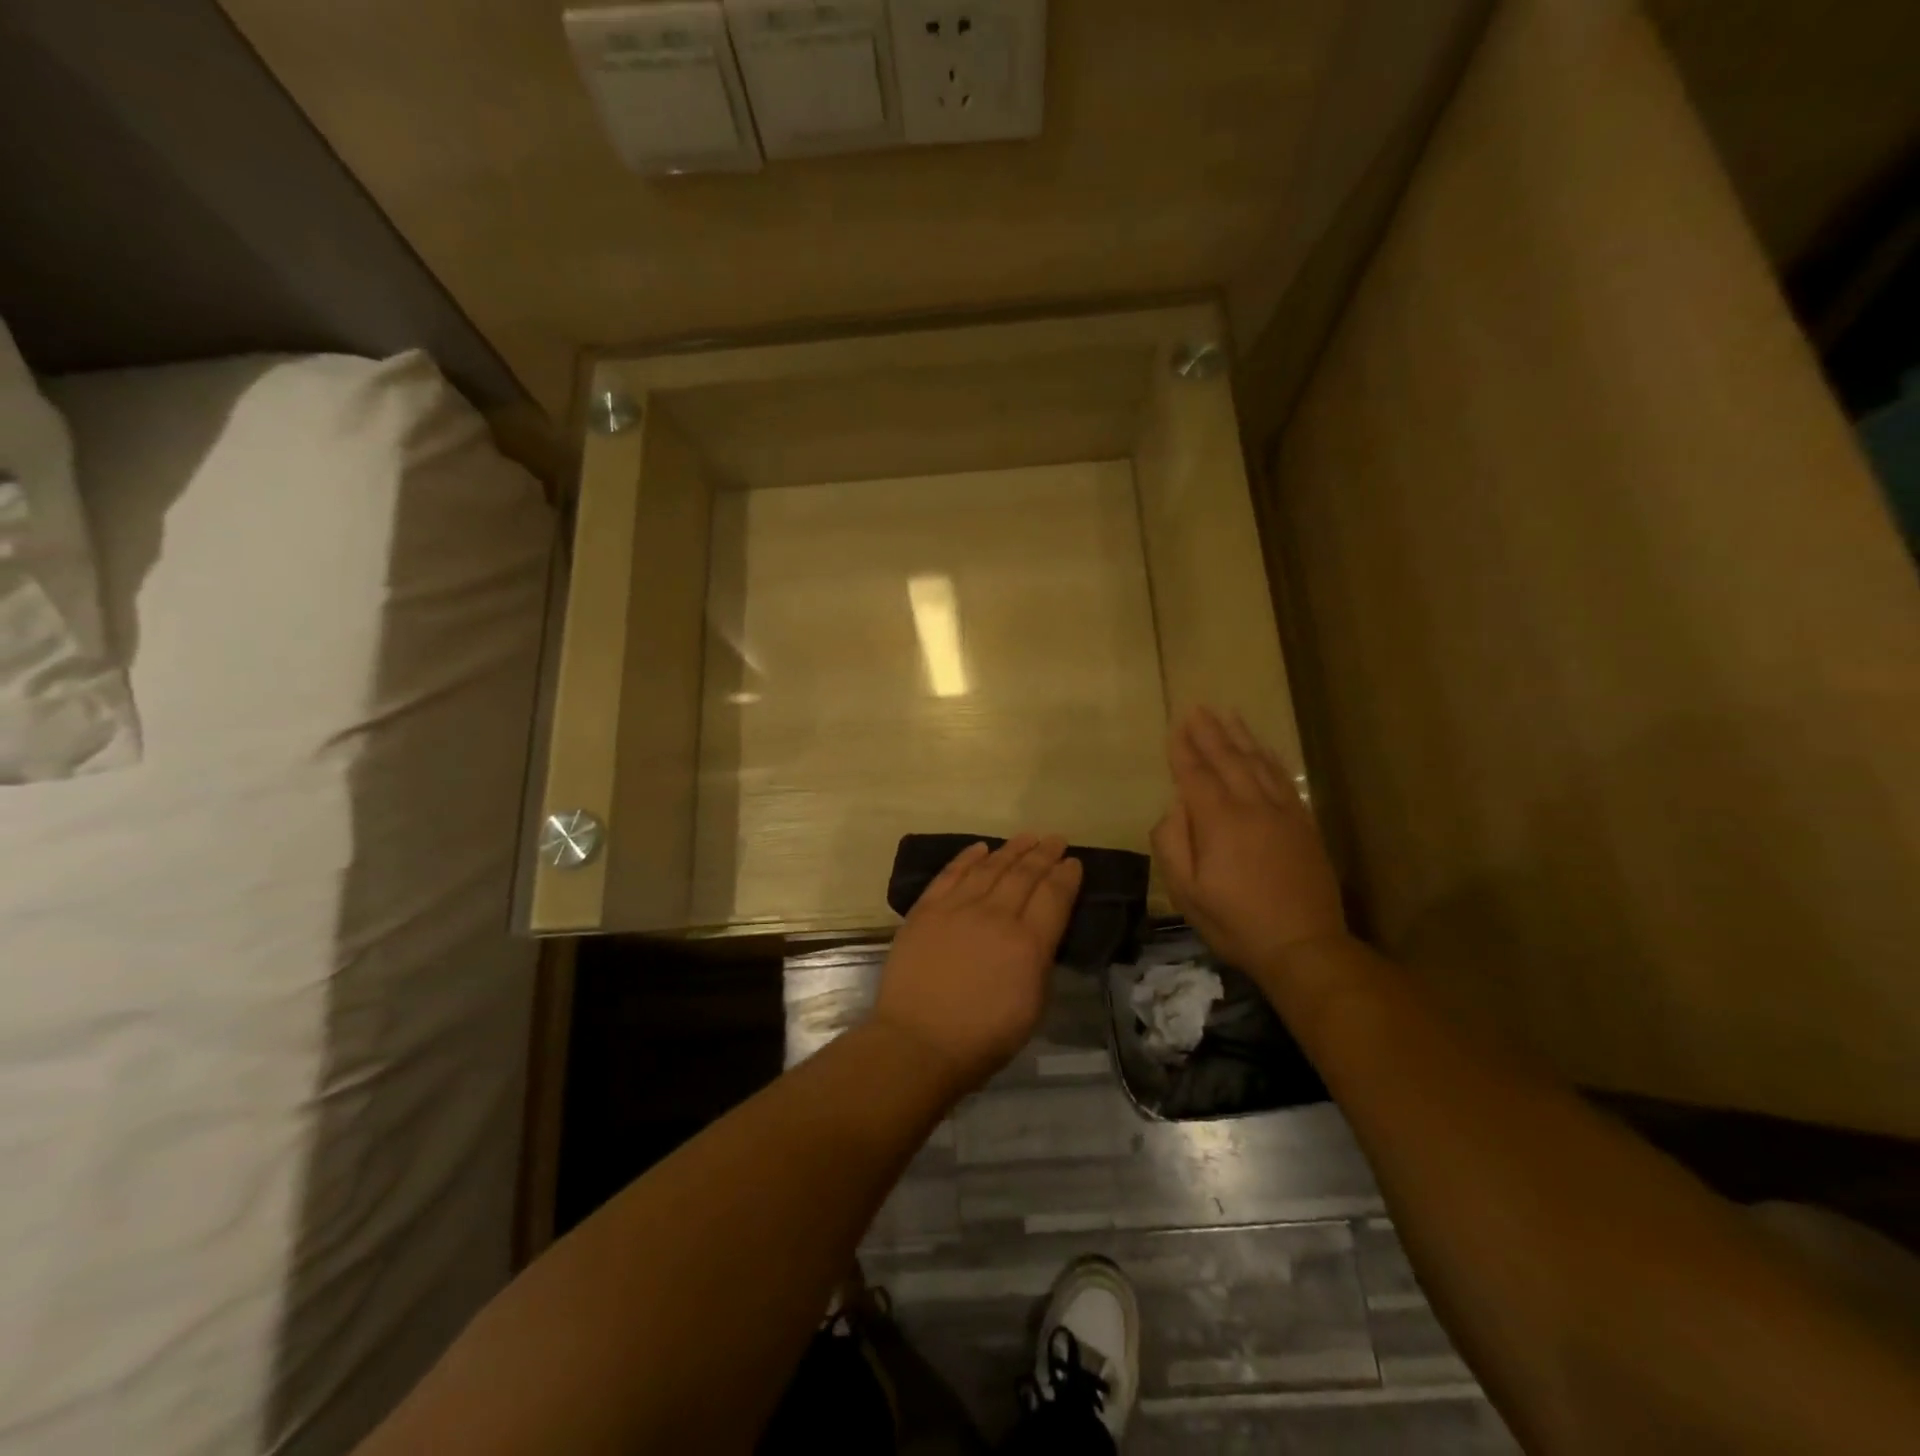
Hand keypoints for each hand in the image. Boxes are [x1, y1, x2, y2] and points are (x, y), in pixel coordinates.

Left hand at [872, 834, 1082, 1095]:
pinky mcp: (926, 909)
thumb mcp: (1032, 1007)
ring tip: (1027, 837)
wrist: (919, 1042)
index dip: (1066, 876)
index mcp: (1028, 943)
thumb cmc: (983, 1038)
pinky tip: (980, 848)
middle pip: (1024, 874)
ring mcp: (957, 908)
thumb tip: (1039, 933)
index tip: (1073, 862)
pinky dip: (967, 857)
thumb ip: (1039, 961)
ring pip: (990, 867)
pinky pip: (951, 874)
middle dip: (1043, 854)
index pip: (1054, 896)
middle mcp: (996, 915)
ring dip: (1011, 849)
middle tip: (1055, 839)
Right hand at [1151, 706, 1346, 970]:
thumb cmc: (1235, 922)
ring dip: (1240, 736)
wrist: (1304, 946)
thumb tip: (1173, 807)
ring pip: (1258, 763)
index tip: (1175, 726)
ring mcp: (1283, 813)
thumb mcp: (1187, 892)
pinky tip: (1262, 748)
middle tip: (1197, 708)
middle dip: (1209, 733)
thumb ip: (1172, 844)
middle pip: (1228, 759)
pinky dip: (1270, 758)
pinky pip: (1284, 779)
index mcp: (1220, 822)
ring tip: (1227, 714)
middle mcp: (1252, 806)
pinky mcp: (1304, 823)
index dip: (1183, 750)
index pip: (1196, 775)